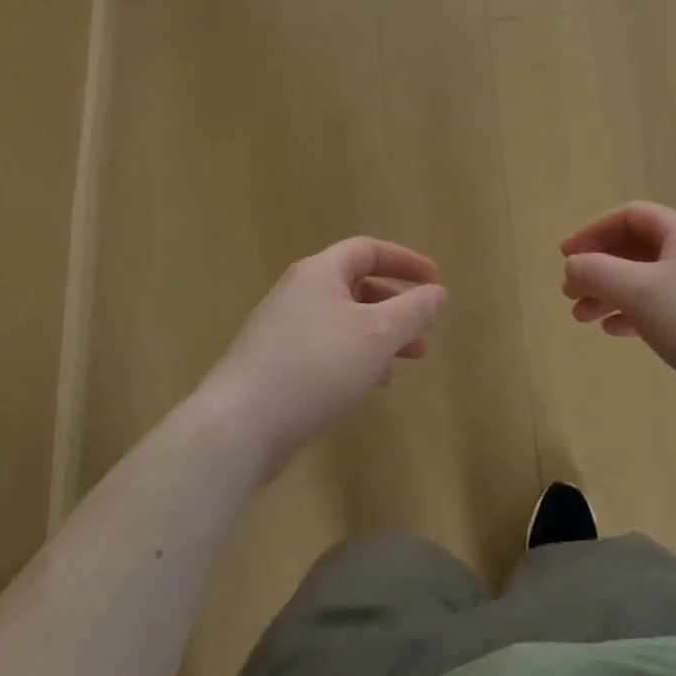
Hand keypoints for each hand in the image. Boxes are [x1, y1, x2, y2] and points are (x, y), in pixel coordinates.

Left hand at [198, 238, 446, 481]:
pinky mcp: (274, 364)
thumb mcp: (378, 334)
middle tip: (423, 333)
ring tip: (400, 364)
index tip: (434, 281)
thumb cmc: (316, 367)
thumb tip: (436, 292)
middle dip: (395, 307)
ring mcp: (281, 329)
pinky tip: (365, 385)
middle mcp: (297, 293)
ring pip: (342, 321)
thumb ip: (413, 310)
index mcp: (319, 273)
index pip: (368, 250)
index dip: (405, 261)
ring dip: (377, 336)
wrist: (240, 425)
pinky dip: (353, 357)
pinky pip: (324, 348)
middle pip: (355, 286)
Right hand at [561, 203, 675, 437]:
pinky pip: (664, 306)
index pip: (630, 216)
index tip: (564, 258)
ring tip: (583, 318)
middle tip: (569, 294)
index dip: (592, 232)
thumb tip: (572, 264)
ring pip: (648, 280)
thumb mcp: (640, 292)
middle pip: (637, 249)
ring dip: (612, 293)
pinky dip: (635, 313)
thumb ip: (598, 272)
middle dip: (599, 268)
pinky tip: (617, 331)